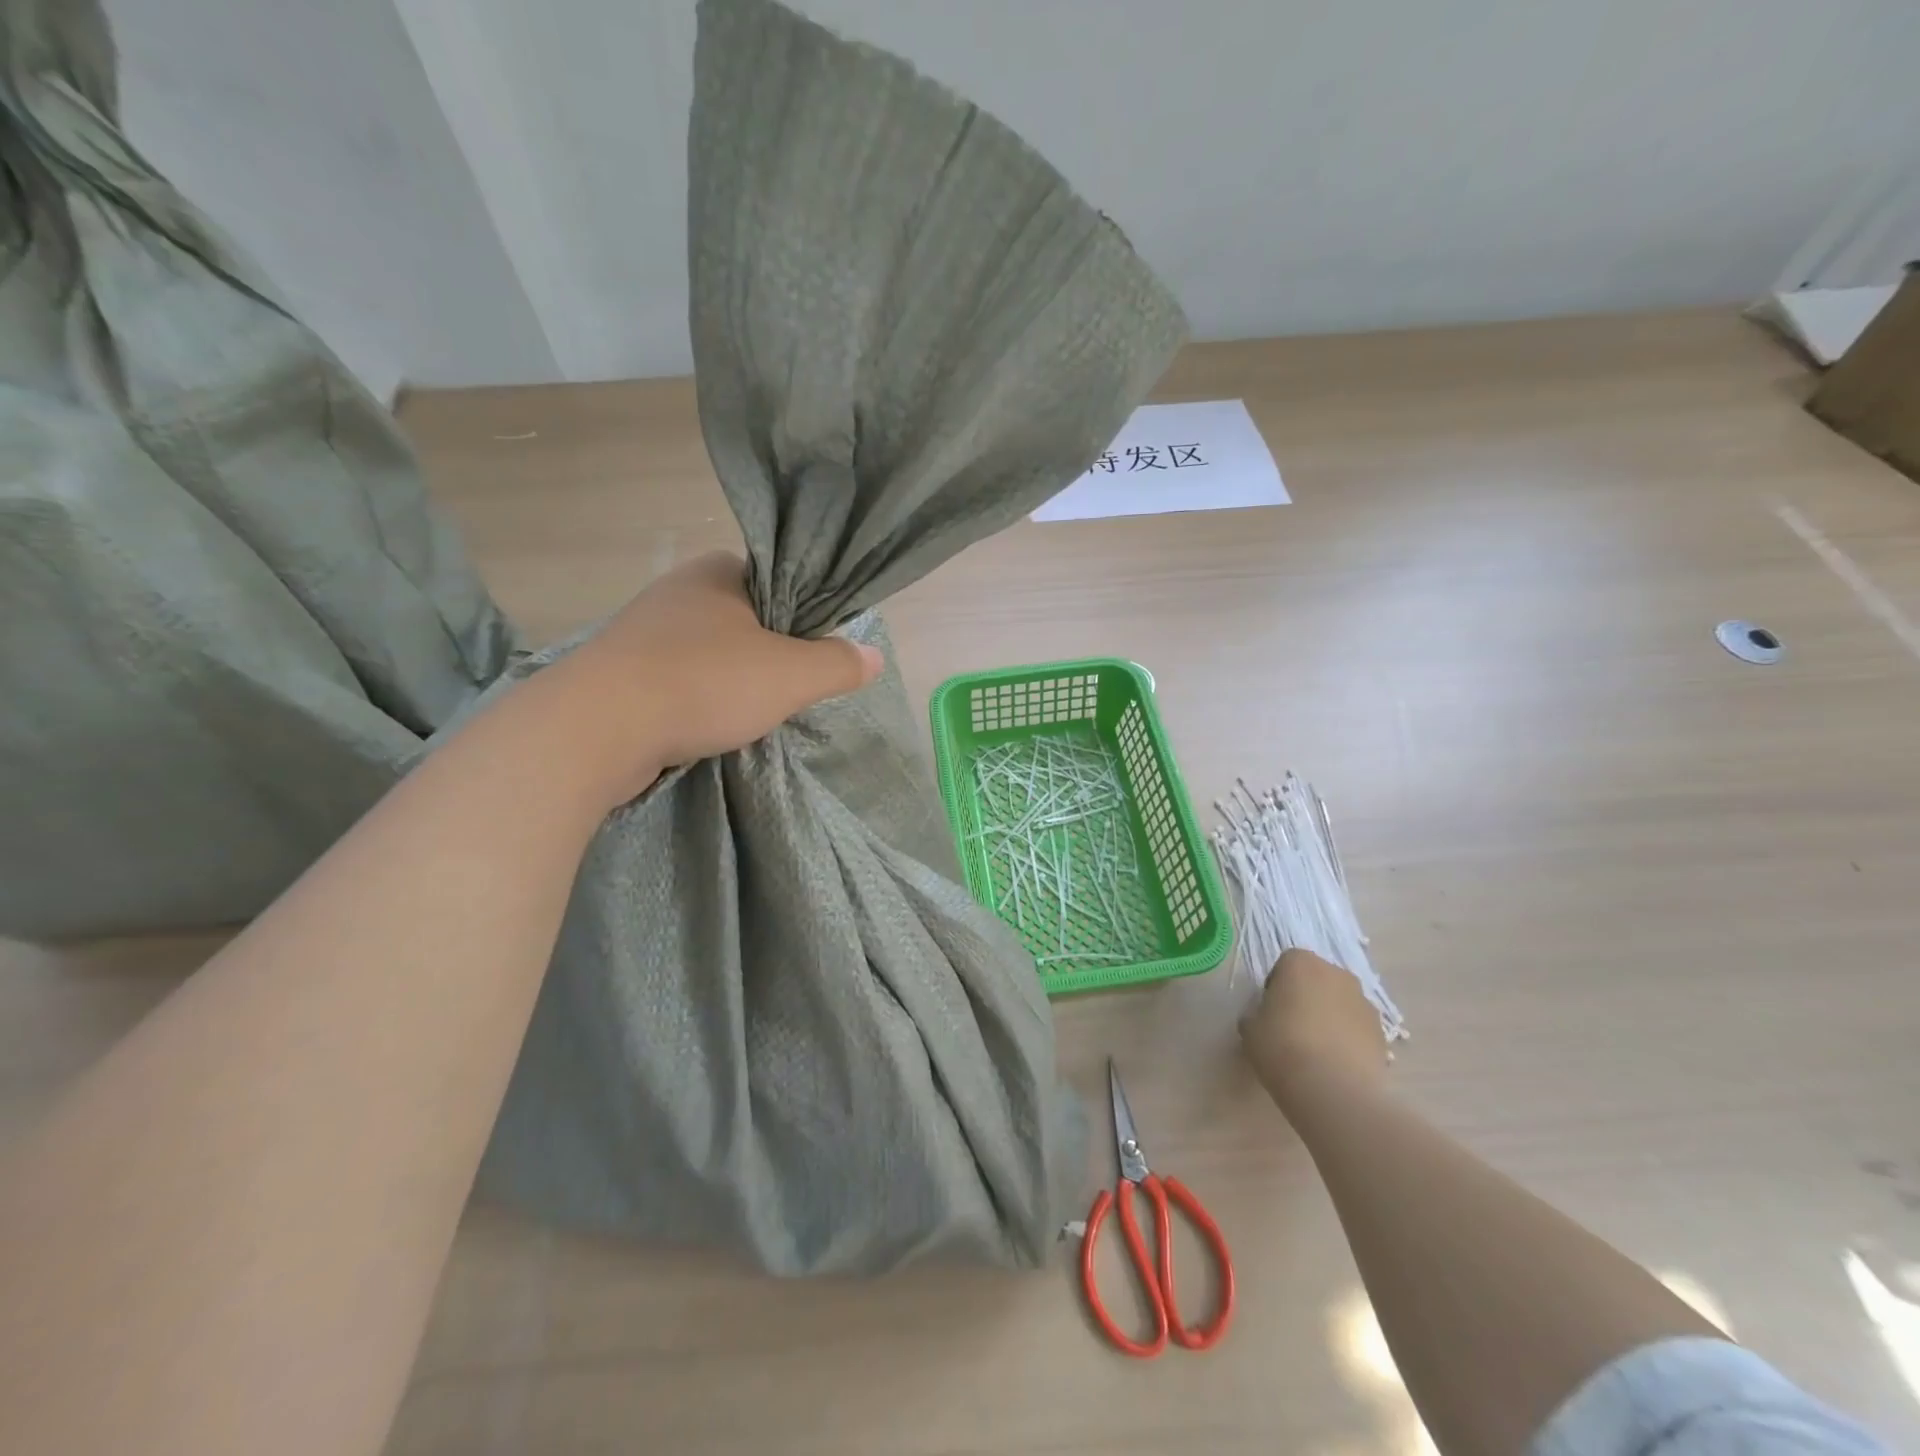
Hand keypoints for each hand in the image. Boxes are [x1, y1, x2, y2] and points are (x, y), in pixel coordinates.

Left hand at [538, 551, 883, 806]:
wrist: (596, 728)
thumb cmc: (704, 684)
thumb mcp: (791, 675)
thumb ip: (838, 664)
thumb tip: (874, 656)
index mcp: (719, 570)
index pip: (782, 582)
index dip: (807, 618)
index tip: (818, 656)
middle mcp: (680, 589)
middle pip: (749, 619)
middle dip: (772, 654)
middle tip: (791, 690)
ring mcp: (645, 629)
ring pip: (713, 651)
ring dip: (734, 679)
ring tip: (753, 712)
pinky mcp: (623, 669)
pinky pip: (681, 677)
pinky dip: (701, 697)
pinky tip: (710, 723)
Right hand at [1240, 949, 1388, 1109]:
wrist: (1333, 1088)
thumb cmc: (1282, 1046)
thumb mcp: (1250, 1028)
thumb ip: (1256, 1014)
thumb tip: (1264, 1019)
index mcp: (1300, 962)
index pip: (1284, 965)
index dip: (1276, 988)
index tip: (1270, 1012)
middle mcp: (1336, 973)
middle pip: (1317, 980)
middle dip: (1306, 998)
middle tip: (1292, 1028)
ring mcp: (1364, 1002)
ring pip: (1340, 1003)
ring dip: (1330, 1018)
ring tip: (1316, 1051)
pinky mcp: (1382, 1033)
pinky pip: (1357, 1028)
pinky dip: (1348, 1039)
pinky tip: (1335, 1065)